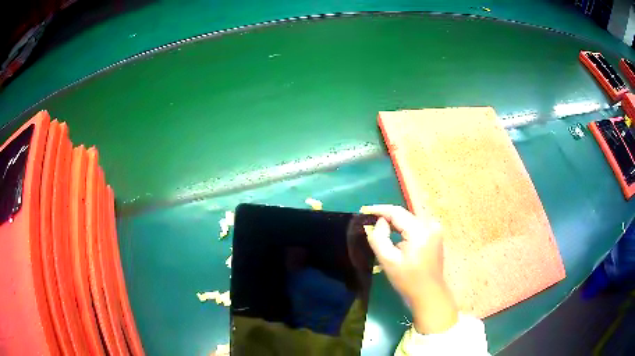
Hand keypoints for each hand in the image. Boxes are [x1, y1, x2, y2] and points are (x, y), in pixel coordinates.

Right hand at [360, 205, 457, 333]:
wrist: (429, 294)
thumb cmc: (407, 280)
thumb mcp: (388, 261)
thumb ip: (379, 238)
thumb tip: (379, 222)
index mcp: (420, 231)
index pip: (397, 212)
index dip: (380, 209)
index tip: (364, 210)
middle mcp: (430, 225)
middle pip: (404, 215)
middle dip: (387, 217)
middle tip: (369, 220)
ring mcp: (435, 230)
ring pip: (410, 220)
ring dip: (395, 223)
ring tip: (379, 227)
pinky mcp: (436, 236)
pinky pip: (416, 226)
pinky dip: (404, 228)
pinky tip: (395, 235)